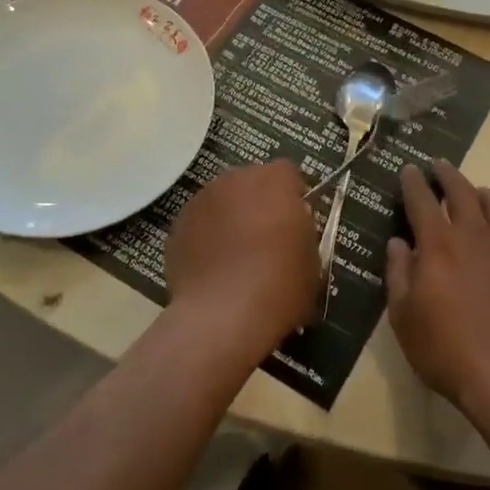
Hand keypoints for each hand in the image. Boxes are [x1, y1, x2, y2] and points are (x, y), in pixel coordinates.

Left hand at [165, 161, 319, 353]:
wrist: (223, 316)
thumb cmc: (280, 285)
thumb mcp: (312, 259)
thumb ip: (301, 231)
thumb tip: (291, 229)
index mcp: (274, 180)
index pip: (288, 173)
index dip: (293, 195)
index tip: (295, 221)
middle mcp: (235, 179)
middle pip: (250, 182)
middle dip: (258, 202)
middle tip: (266, 237)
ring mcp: (201, 201)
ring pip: (222, 201)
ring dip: (230, 217)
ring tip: (235, 255)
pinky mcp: (177, 227)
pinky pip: (199, 225)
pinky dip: (206, 239)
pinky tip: (213, 269)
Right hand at [386, 161, 489, 408]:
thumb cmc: (446, 349)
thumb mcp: (404, 316)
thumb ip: (399, 273)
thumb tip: (399, 243)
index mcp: (439, 243)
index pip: (422, 199)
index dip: (414, 181)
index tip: (410, 169)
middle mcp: (475, 234)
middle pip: (462, 190)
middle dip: (447, 174)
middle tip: (439, 166)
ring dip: (479, 192)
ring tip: (473, 192)